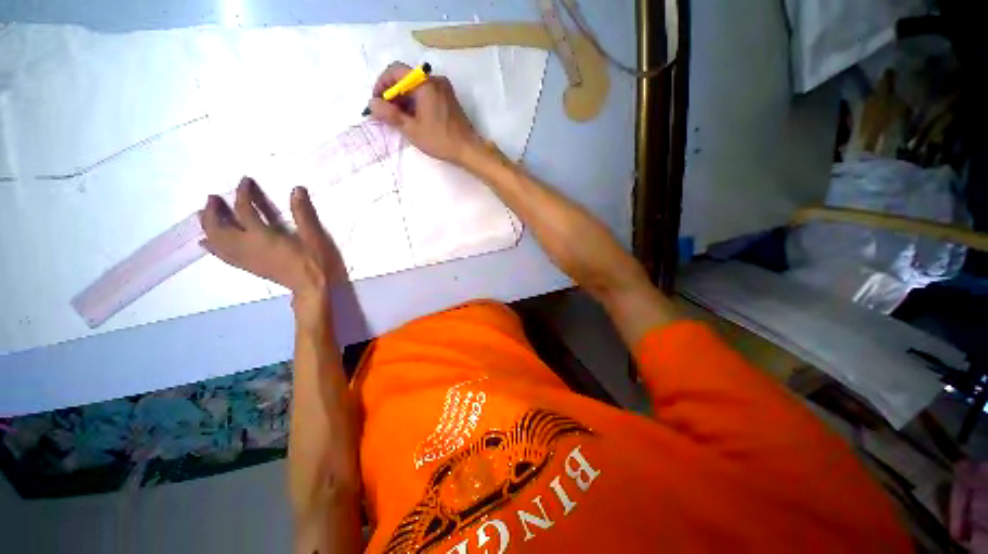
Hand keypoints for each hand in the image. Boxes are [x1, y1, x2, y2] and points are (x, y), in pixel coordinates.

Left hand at [200, 178, 340, 317]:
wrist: (312, 287)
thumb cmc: (314, 261)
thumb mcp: (313, 236)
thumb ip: (303, 213)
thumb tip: (296, 189)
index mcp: (261, 236)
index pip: (244, 210)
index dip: (243, 193)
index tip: (244, 180)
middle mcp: (246, 246)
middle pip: (219, 227)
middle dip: (213, 211)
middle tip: (213, 198)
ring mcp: (245, 258)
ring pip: (216, 241)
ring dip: (207, 226)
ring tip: (204, 215)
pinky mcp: (248, 267)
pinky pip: (222, 255)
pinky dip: (212, 247)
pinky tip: (206, 242)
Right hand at [369, 62, 482, 164]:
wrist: (468, 149)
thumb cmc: (440, 140)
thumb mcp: (412, 129)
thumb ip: (390, 115)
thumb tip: (372, 104)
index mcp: (425, 83)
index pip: (395, 71)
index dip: (381, 84)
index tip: (377, 102)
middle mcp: (435, 80)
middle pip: (406, 79)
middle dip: (392, 94)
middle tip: (386, 114)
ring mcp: (444, 88)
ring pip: (416, 87)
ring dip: (404, 100)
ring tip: (398, 119)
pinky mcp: (448, 98)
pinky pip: (426, 93)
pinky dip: (416, 102)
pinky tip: (413, 118)